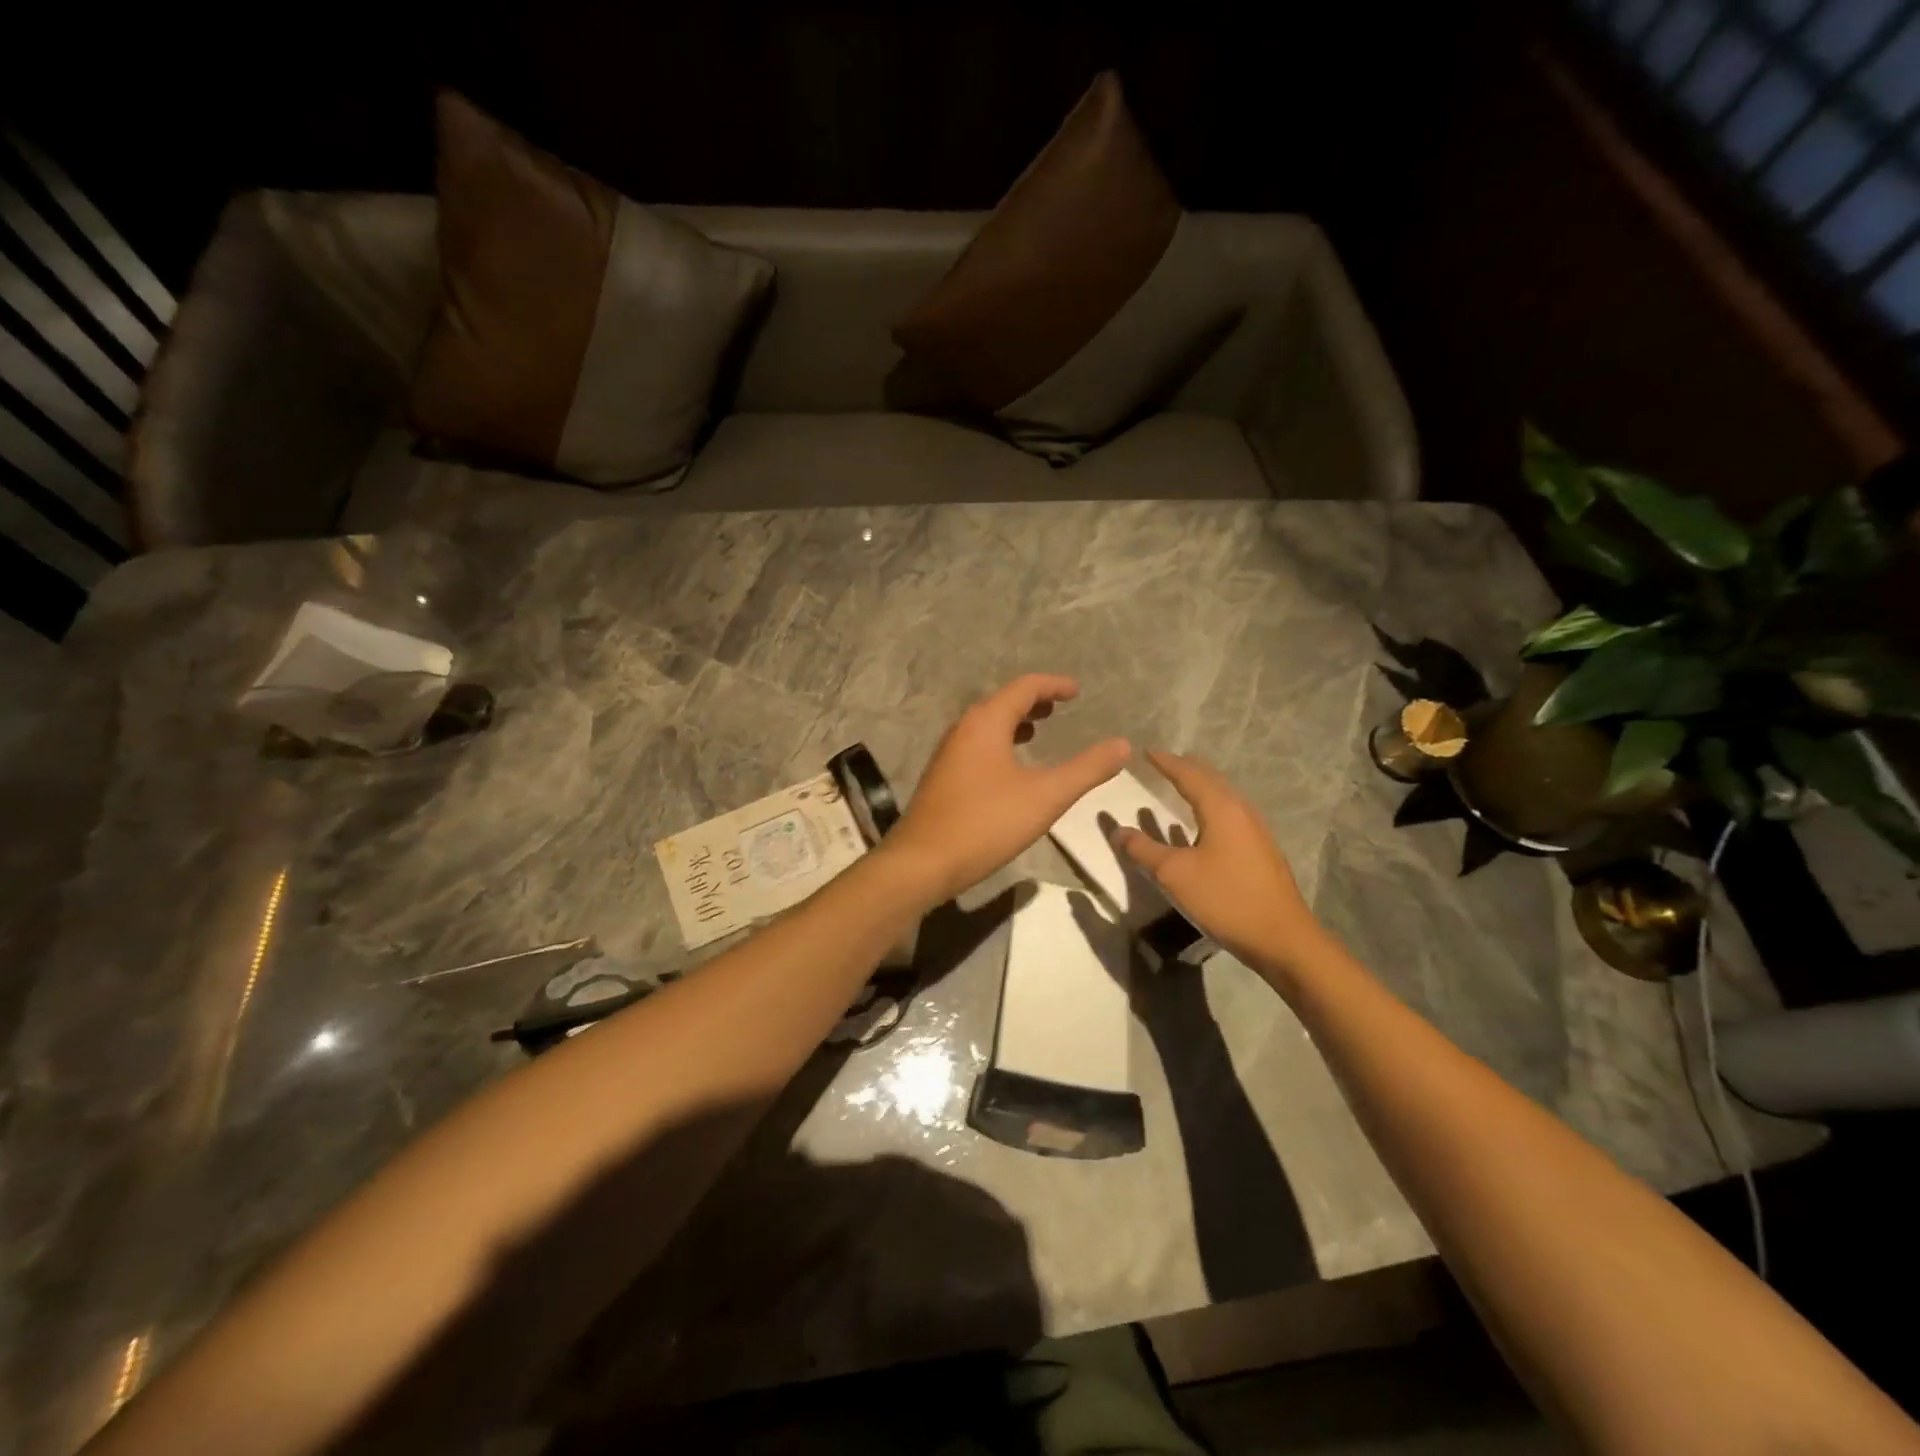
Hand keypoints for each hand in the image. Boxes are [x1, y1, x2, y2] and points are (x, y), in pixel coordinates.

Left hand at [885, 675, 1130, 904]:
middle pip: (1002, 702)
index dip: (1053, 685)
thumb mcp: (1046, 796)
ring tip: (1039, 730)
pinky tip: (1010, 768)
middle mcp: (963, 729)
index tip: (1077, 691)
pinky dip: (1000, 743)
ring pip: (987, 725)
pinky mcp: (942, 777)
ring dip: (1014, 722)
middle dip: (1033, 702)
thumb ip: (1086, 769)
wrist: (923, 862)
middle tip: (1060, 708)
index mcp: (986, 722)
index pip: (1024, 687)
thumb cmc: (986, 822)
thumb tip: (1122, 745)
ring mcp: (948, 753)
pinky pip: (977, 746)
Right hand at [1113, 749, 1324, 975]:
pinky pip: (1229, 815)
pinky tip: (1200, 825)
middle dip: (1185, 769)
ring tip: (1179, 785)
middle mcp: (1241, 811)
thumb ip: (1143, 849)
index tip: (1146, 752)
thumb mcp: (1174, 874)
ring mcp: (1255, 831)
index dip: (1166, 762)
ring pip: (1223, 797)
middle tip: (1162, 763)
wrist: (1282, 938)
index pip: (1189, 774)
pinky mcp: (1260, 850)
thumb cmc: (1226, 899)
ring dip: (1200, 787)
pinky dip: (1209, 807)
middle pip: (1211, 780)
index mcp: (1221, 809)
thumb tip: (1117, 830)